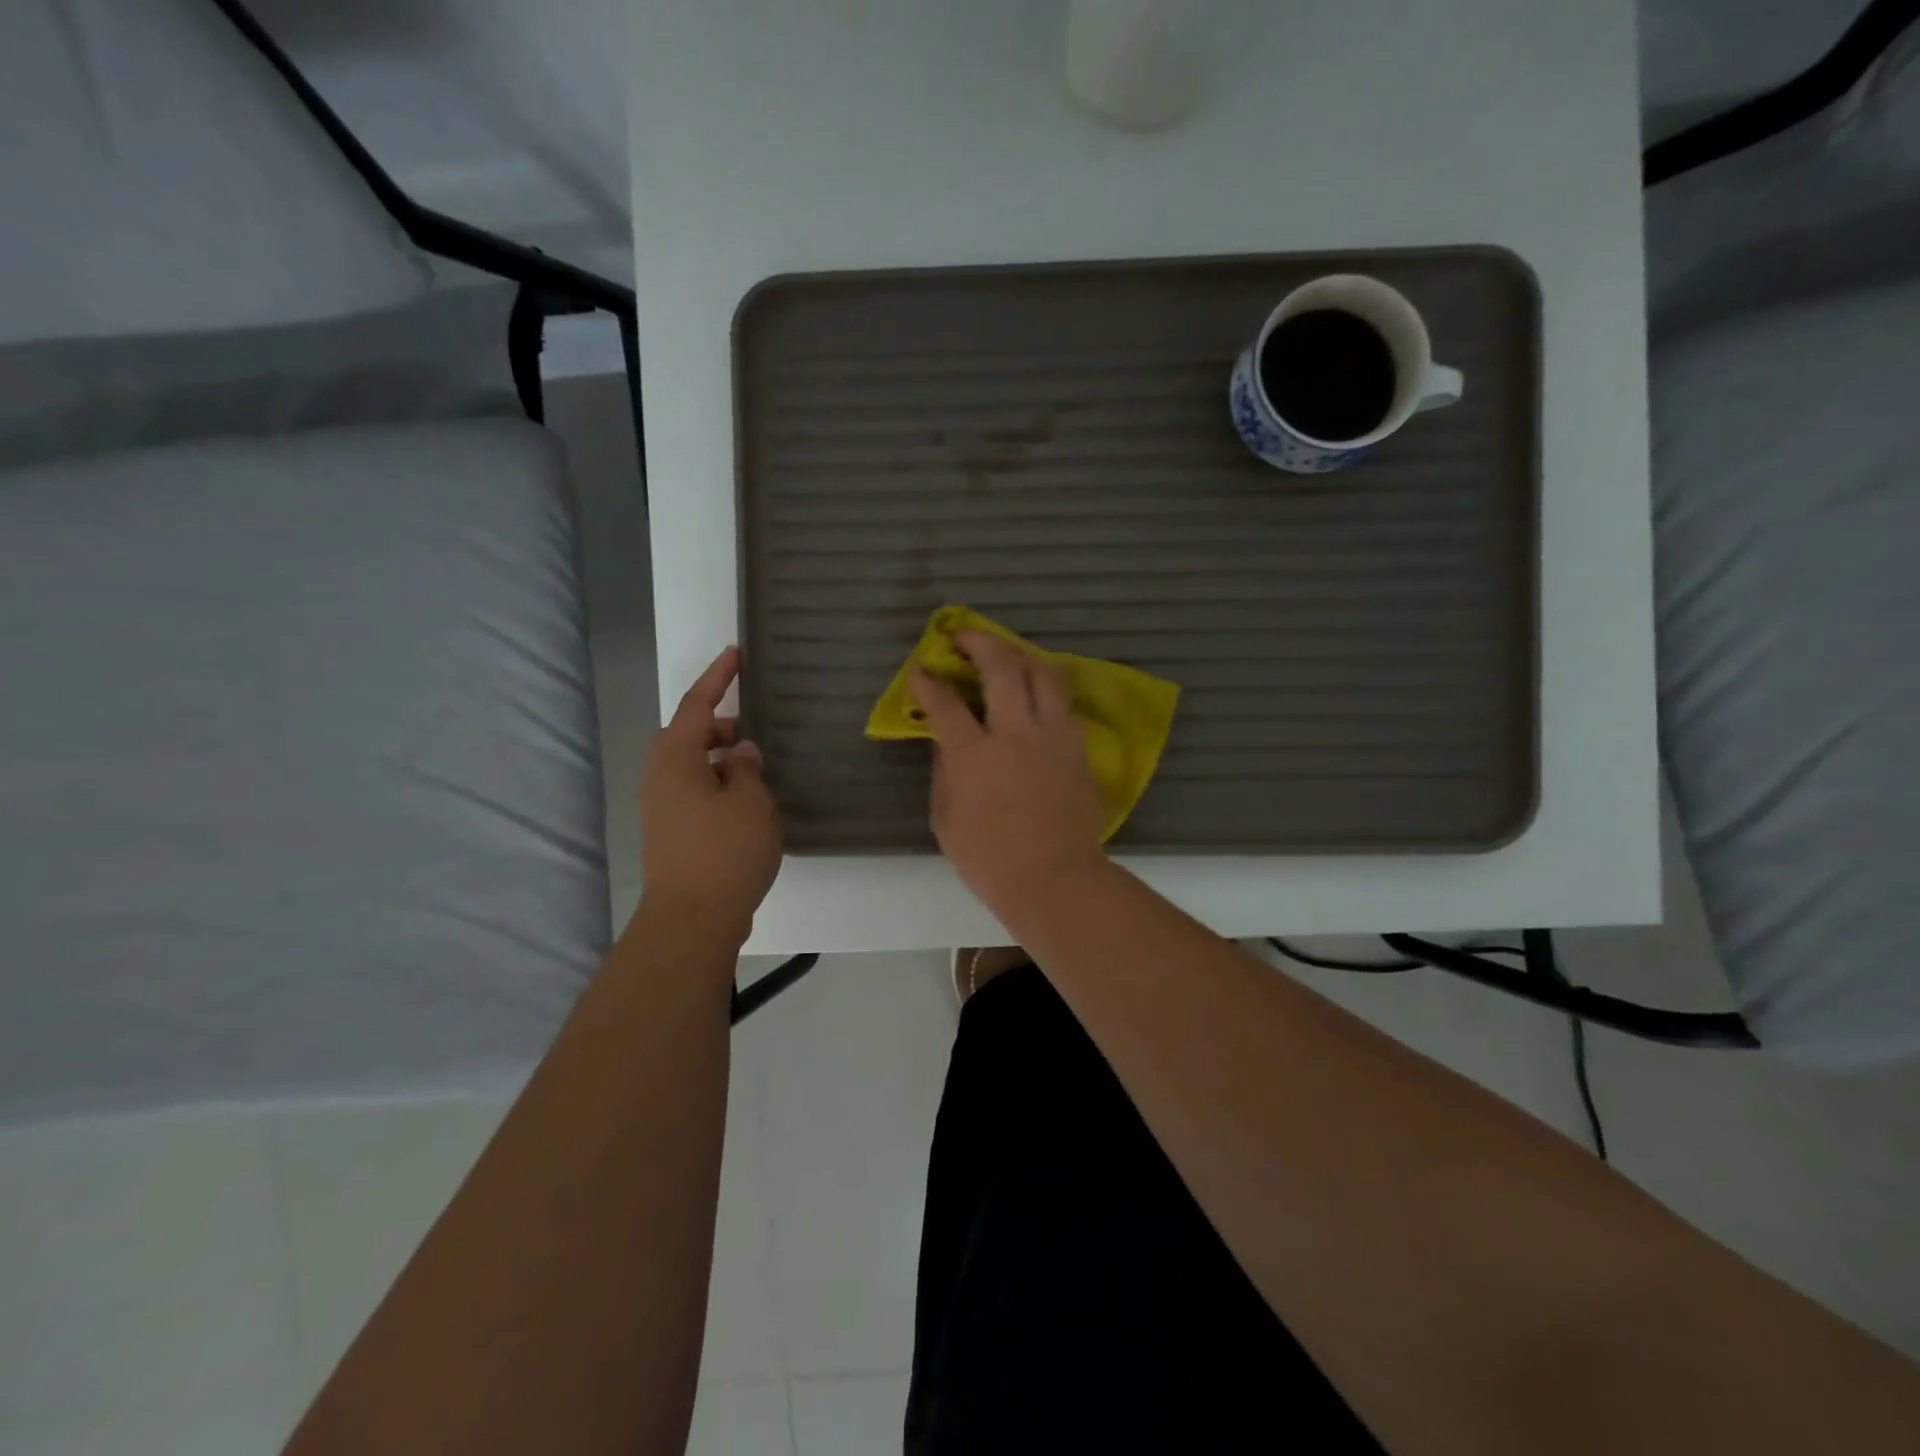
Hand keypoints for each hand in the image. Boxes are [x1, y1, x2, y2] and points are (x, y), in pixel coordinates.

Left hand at [638, 646, 780, 942]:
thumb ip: (748, 768)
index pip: (698, 703)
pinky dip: (721, 787)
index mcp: (676, 757)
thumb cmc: (724, 850)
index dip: (719, 676)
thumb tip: (741, 754)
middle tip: (759, 731)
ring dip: (725, 762)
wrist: (692, 919)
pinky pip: (697, 793)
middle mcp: (661, 776)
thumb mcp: (750, 801)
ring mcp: (662, 807)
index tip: (737, 653)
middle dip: (724, 727)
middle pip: (692, 735)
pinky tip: (750, 805)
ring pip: (695, 767)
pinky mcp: (672, 833)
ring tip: (761, 771)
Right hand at [908, 631, 1106, 915]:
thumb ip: (943, 773)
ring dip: (1020, 656)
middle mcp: (1016, 733)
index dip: (928, 681)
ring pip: (1043, 673)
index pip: (945, 702)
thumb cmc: (990, 860)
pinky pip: (1063, 702)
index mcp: (974, 755)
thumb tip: (944, 742)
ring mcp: (1053, 736)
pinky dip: (1046, 688)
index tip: (921, 670)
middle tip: (963, 639)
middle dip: (978, 642)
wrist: (1055, 879)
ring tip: (1007, 657)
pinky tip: (1036, 694)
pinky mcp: (1078, 747)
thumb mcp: (946, 820)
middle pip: (1002, 666)